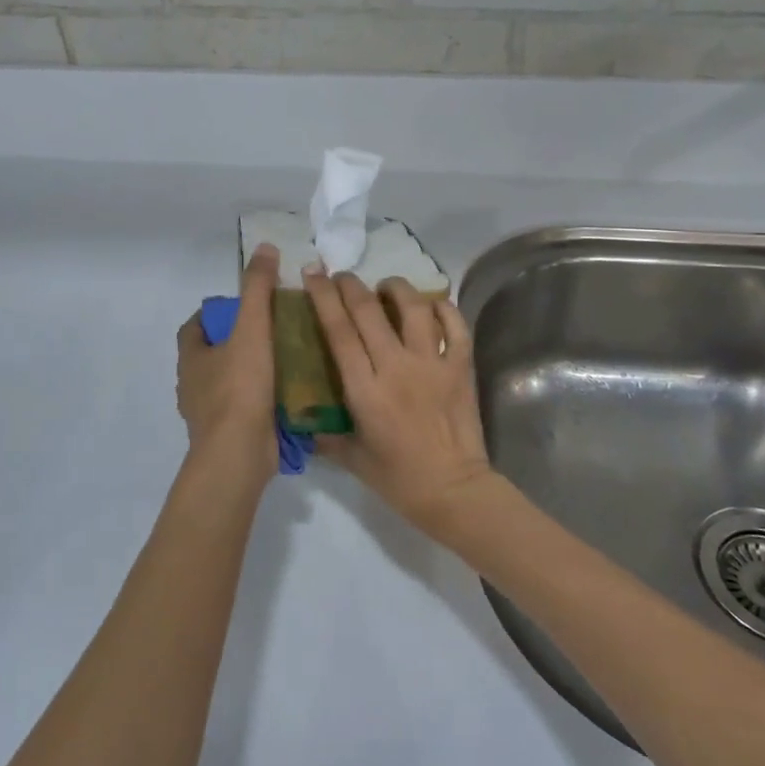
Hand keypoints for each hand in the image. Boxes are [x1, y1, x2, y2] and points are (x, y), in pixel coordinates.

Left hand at [176, 243, 279, 488]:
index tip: (242, 308)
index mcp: (191, 358)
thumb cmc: (240, 387)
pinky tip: (286, 395)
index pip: (194, 327)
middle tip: (271, 332)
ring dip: (249, 372)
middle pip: (211, 355)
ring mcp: (208, 414)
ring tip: (284, 360)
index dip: (214, 315)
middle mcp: (192, 385)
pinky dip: (258, 400)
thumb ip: (258, 289)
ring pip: (227, 383)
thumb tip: (264, 247)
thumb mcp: (252, 329)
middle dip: (236, 343)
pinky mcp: (227, 435)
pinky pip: (242, 409)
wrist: (238, 454)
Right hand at [302, 269, 499, 536]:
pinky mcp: (461, 367)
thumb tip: (303, 416)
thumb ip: (325, 433)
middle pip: (368, 310)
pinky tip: (431, 306)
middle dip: (350, 285)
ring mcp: (432, 364)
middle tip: (341, 276)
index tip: (313, 274)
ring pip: (413, 307)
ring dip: (395, 288)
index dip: (322, 297)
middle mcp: (396, 367)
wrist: (454, 491)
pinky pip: (455, 325)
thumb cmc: (398, 479)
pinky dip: (443, 308)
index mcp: (364, 389)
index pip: (338, 330)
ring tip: (386, 287)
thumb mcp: (352, 457)